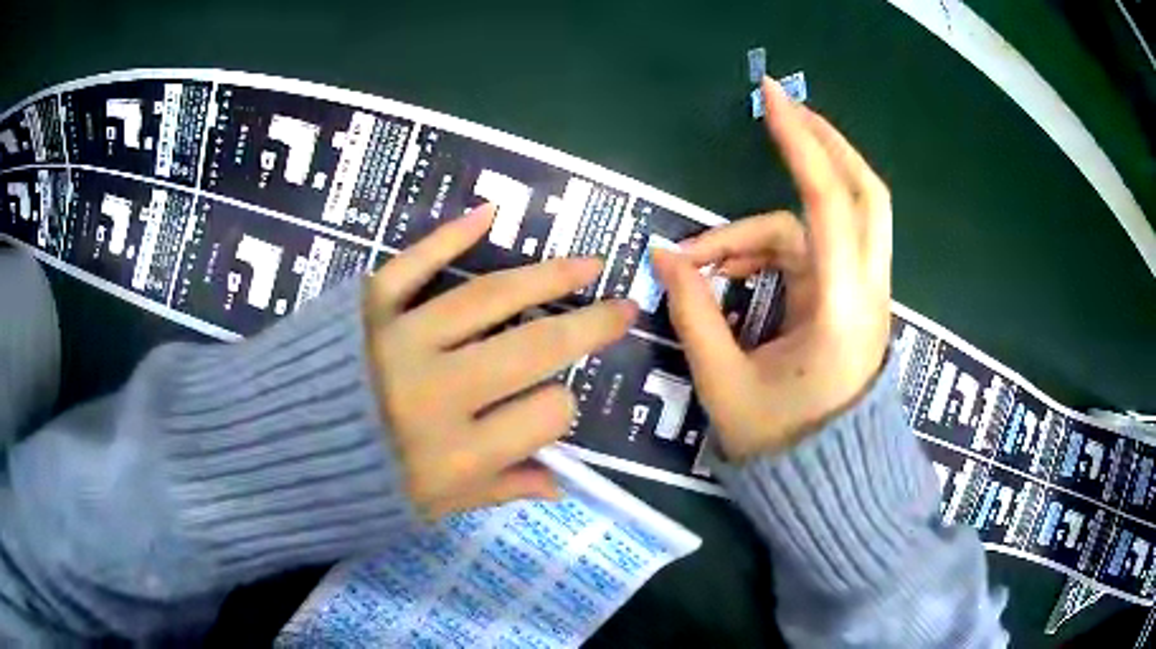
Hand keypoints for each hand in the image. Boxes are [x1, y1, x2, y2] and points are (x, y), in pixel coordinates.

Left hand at [364, 204, 636, 516]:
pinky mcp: (366, 306)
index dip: (561, 410)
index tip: (551, 410)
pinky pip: (414, 263)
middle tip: (622, 309)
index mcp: (458, 454)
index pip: (547, 414)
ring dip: (546, 276)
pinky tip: (490, 214)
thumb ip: (497, 491)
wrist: (267, 455)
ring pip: (489, 298)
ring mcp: (401, 339)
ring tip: (587, 264)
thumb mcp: (428, 509)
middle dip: (589, 327)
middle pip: (535, 347)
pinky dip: (450, 235)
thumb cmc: (349, 490)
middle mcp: (439, 392)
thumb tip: (561, 482)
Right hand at [653, 77, 891, 460]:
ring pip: (827, 224)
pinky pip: (812, 252)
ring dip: (763, 225)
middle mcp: (864, 291)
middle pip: (864, 193)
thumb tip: (663, 258)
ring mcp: (862, 294)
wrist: (831, 487)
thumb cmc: (782, 447)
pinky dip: (769, 250)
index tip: (773, 99)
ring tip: (705, 259)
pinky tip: (729, 273)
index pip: (827, 205)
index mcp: (842, 310)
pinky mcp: (849, 301)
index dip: (801, 144)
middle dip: (824, 145)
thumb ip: (693, 313)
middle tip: (782, 113)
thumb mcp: (724, 384)